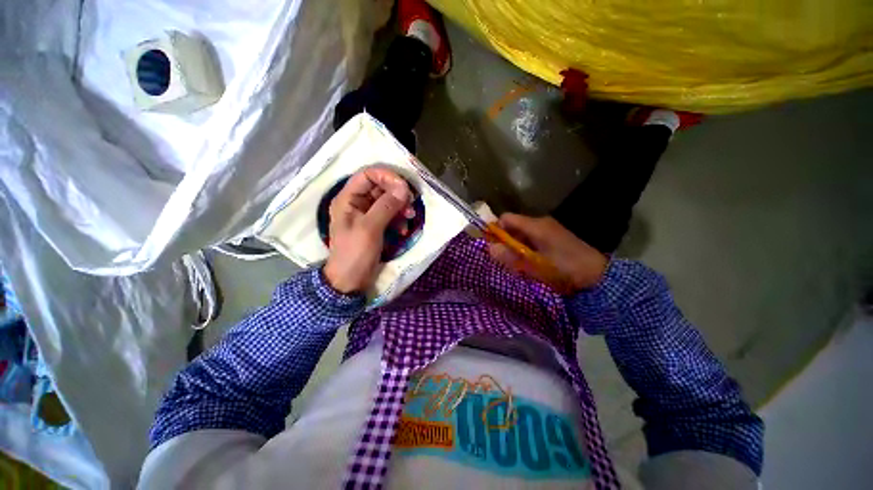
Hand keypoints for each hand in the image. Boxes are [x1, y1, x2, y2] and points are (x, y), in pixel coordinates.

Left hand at [323, 167, 412, 293]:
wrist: (351, 281)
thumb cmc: (355, 253)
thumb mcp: (370, 228)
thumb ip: (386, 206)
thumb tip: (404, 188)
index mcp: (348, 199)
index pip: (367, 175)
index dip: (386, 176)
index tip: (404, 187)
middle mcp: (357, 203)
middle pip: (380, 187)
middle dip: (397, 194)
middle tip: (410, 203)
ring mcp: (367, 215)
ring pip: (387, 201)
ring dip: (401, 207)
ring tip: (410, 217)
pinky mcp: (376, 225)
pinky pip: (390, 215)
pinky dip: (399, 219)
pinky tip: (403, 230)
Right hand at [487, 213, 607, 290]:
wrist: (597, 275)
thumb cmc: (564, 269)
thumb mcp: (535, 266)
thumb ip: (511, 257)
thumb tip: (489, 248)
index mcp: (535, 225)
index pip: (506, 218)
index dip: (496, 229)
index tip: (492, 245)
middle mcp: (540, 222)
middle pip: (513, 225)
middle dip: (505, 240)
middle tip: (504, 258)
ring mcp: (547, 229)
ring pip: (521, 233)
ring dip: (515, 245)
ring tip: (517, 263)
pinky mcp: (553, 236)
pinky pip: (531, 237)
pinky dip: (525, 247)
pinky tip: (529, 261)